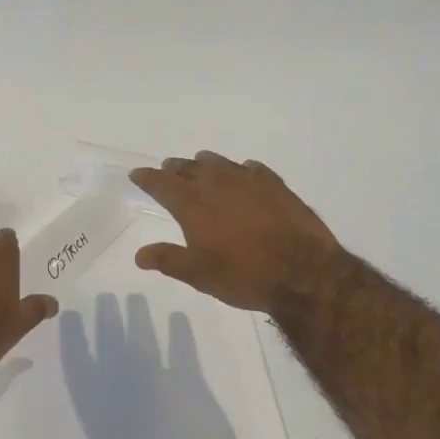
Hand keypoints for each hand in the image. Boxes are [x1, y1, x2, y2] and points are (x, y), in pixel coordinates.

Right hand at [129, 152, 343, 312]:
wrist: (302, 273)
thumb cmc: (242, 275)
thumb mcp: (198, 274)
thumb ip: (167, 260)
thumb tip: (140, 255)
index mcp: (192, 203)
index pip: (161, 183)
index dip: (147, 177)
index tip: (137, 174)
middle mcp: (217, 184)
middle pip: (189, 167)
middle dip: (174, 168)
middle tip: (167, 169)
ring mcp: (249, 181)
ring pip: (220, 163)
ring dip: (205, 164)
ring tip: (200, 165)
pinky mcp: (276, 185)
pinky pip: (253, 169)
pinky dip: (242, 170)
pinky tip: (245, 173)